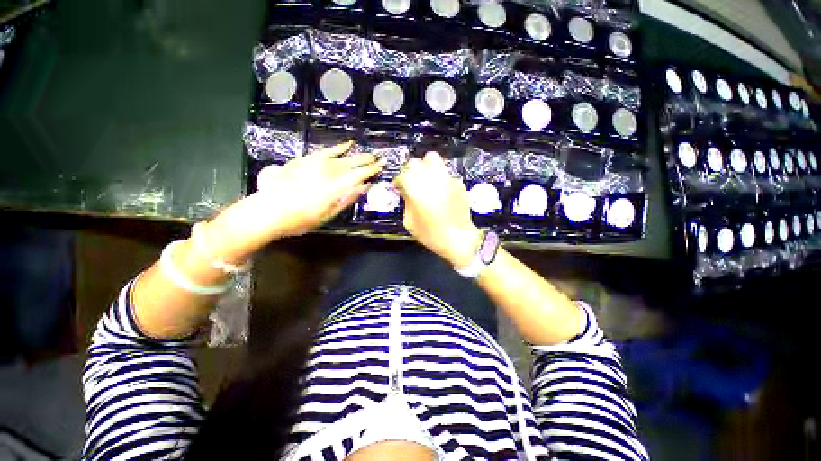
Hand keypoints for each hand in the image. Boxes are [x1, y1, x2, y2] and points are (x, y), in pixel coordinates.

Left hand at [207, 141, 382, 260]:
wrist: (267, 211)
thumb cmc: (300, 219)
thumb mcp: (327, 215)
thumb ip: (347, 199)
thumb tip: (364, 187)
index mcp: (334, 188)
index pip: (358, 175)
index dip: (371, 171)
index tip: (381, 167)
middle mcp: (327, 173)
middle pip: (351, 163)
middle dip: (366, 160)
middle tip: (378, 158)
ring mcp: (315, 164)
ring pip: (341, 156)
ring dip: (356, 154)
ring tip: (367, 153)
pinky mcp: (305, 160)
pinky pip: (325, 151)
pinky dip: (337, 148)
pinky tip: (345, 145)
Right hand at [394, 151, 481, 267]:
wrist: (459, 239)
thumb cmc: (431, 235)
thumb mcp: (410, 223)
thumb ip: (406, 203)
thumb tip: (405, 191)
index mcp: (417, 191)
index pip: (404, 175)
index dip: (398, 180)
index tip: (398, 186)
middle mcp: (432, 180)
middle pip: (416, 162)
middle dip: (410, 170)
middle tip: (410, 180)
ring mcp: (447, 179)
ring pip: (433, 159)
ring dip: (425, 166)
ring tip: (424, 178)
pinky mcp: (457, 182)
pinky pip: (445, 172)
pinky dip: (438, 176)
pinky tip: (439, 188)